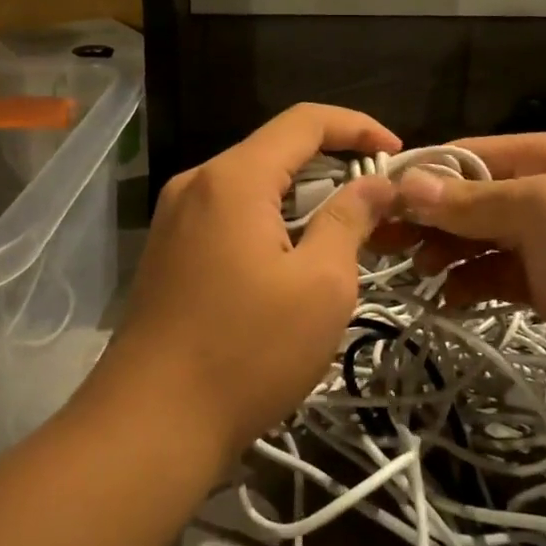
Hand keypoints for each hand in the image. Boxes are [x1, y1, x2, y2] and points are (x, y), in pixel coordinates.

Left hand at [104, 104, 400, 458]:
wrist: (150, 425)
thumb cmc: (247, 352)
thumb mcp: (320, 285)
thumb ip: (350, 220)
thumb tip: (377, 184)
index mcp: (233, 178)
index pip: (304, 121)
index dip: (357, 127)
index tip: (395, 154)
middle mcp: (197, 183)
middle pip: (275, 150)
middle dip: (333, 165)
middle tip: (378, 200)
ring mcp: (175, 217)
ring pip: (252, 184)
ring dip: (302, 197)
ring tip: (344, 232)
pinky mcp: (168, 250)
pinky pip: (229, 214)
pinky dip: (270, 220)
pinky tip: (292, 257)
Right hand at [391, 133, 545, 426]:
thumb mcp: (542, 215)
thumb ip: (472, 200)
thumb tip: (408, 184)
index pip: (471, 154)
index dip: (424, 175)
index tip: (376, 201)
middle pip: (473, 195)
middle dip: (429, 217)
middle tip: (383, 244)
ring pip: (482, 236)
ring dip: (447, 251)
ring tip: (416, 274)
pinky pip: (499, 272)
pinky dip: (472, 281)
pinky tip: (449, 298)